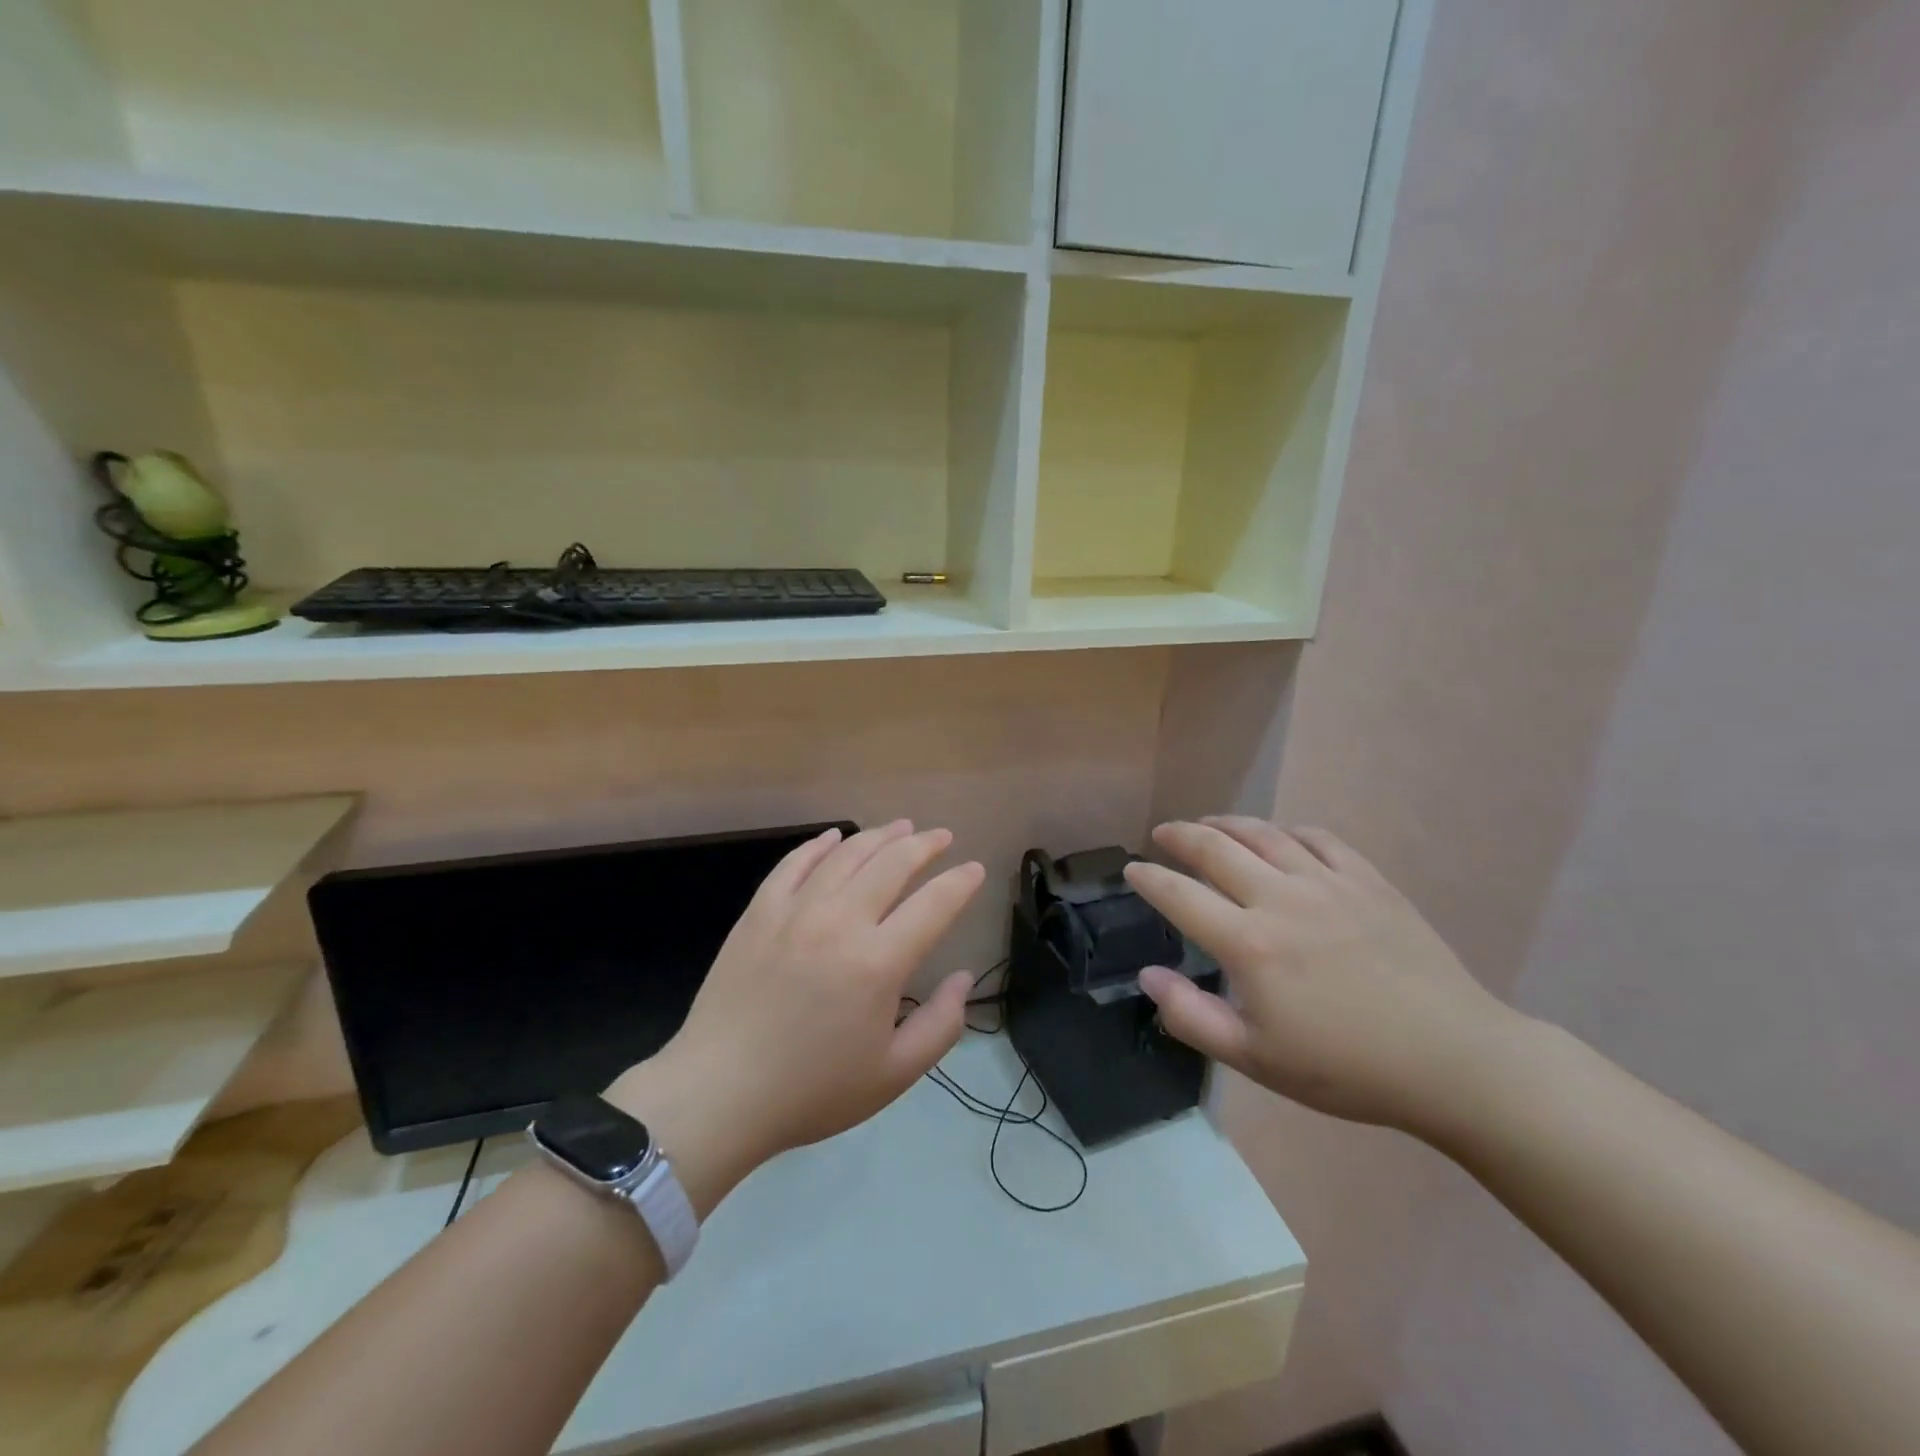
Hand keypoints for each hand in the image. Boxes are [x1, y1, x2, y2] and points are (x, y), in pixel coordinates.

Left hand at [608, 822, 984, 1211]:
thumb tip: (964, 978)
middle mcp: (840, 922)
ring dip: (880, 836)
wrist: (719, 1094)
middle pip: (892, 864)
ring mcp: (795, 911)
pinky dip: (819, 846)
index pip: (934, 904)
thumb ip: (940, 1025)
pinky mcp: (759, 913)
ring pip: (846, 855)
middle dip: (924, 845)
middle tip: (942, 837)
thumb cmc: (811, 1091)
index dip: (960, 883)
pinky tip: (834, 837)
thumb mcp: (893, 1075)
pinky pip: (794, 864)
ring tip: (901, 827)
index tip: (975, 869)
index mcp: (878, 962)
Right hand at [1123, 818, 1525, 1134]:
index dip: (1149, 878)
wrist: (1453, 1061)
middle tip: (1162, 834)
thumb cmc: (1347, 1068)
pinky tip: (1279, 836)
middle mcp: (1281, 899)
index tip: (1132, 869)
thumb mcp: (1256, 1059)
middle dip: (1180, 836)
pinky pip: (1318, 839)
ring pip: (1264, 834)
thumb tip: (1149, 975)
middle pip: (1216, 849)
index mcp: (1249, 944)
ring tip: (1208, 824)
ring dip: (1227, 824)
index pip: (1180, 895)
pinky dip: (1287, 831)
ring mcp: (1328, 884)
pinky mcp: (1368, 881)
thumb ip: (1192, 1017)